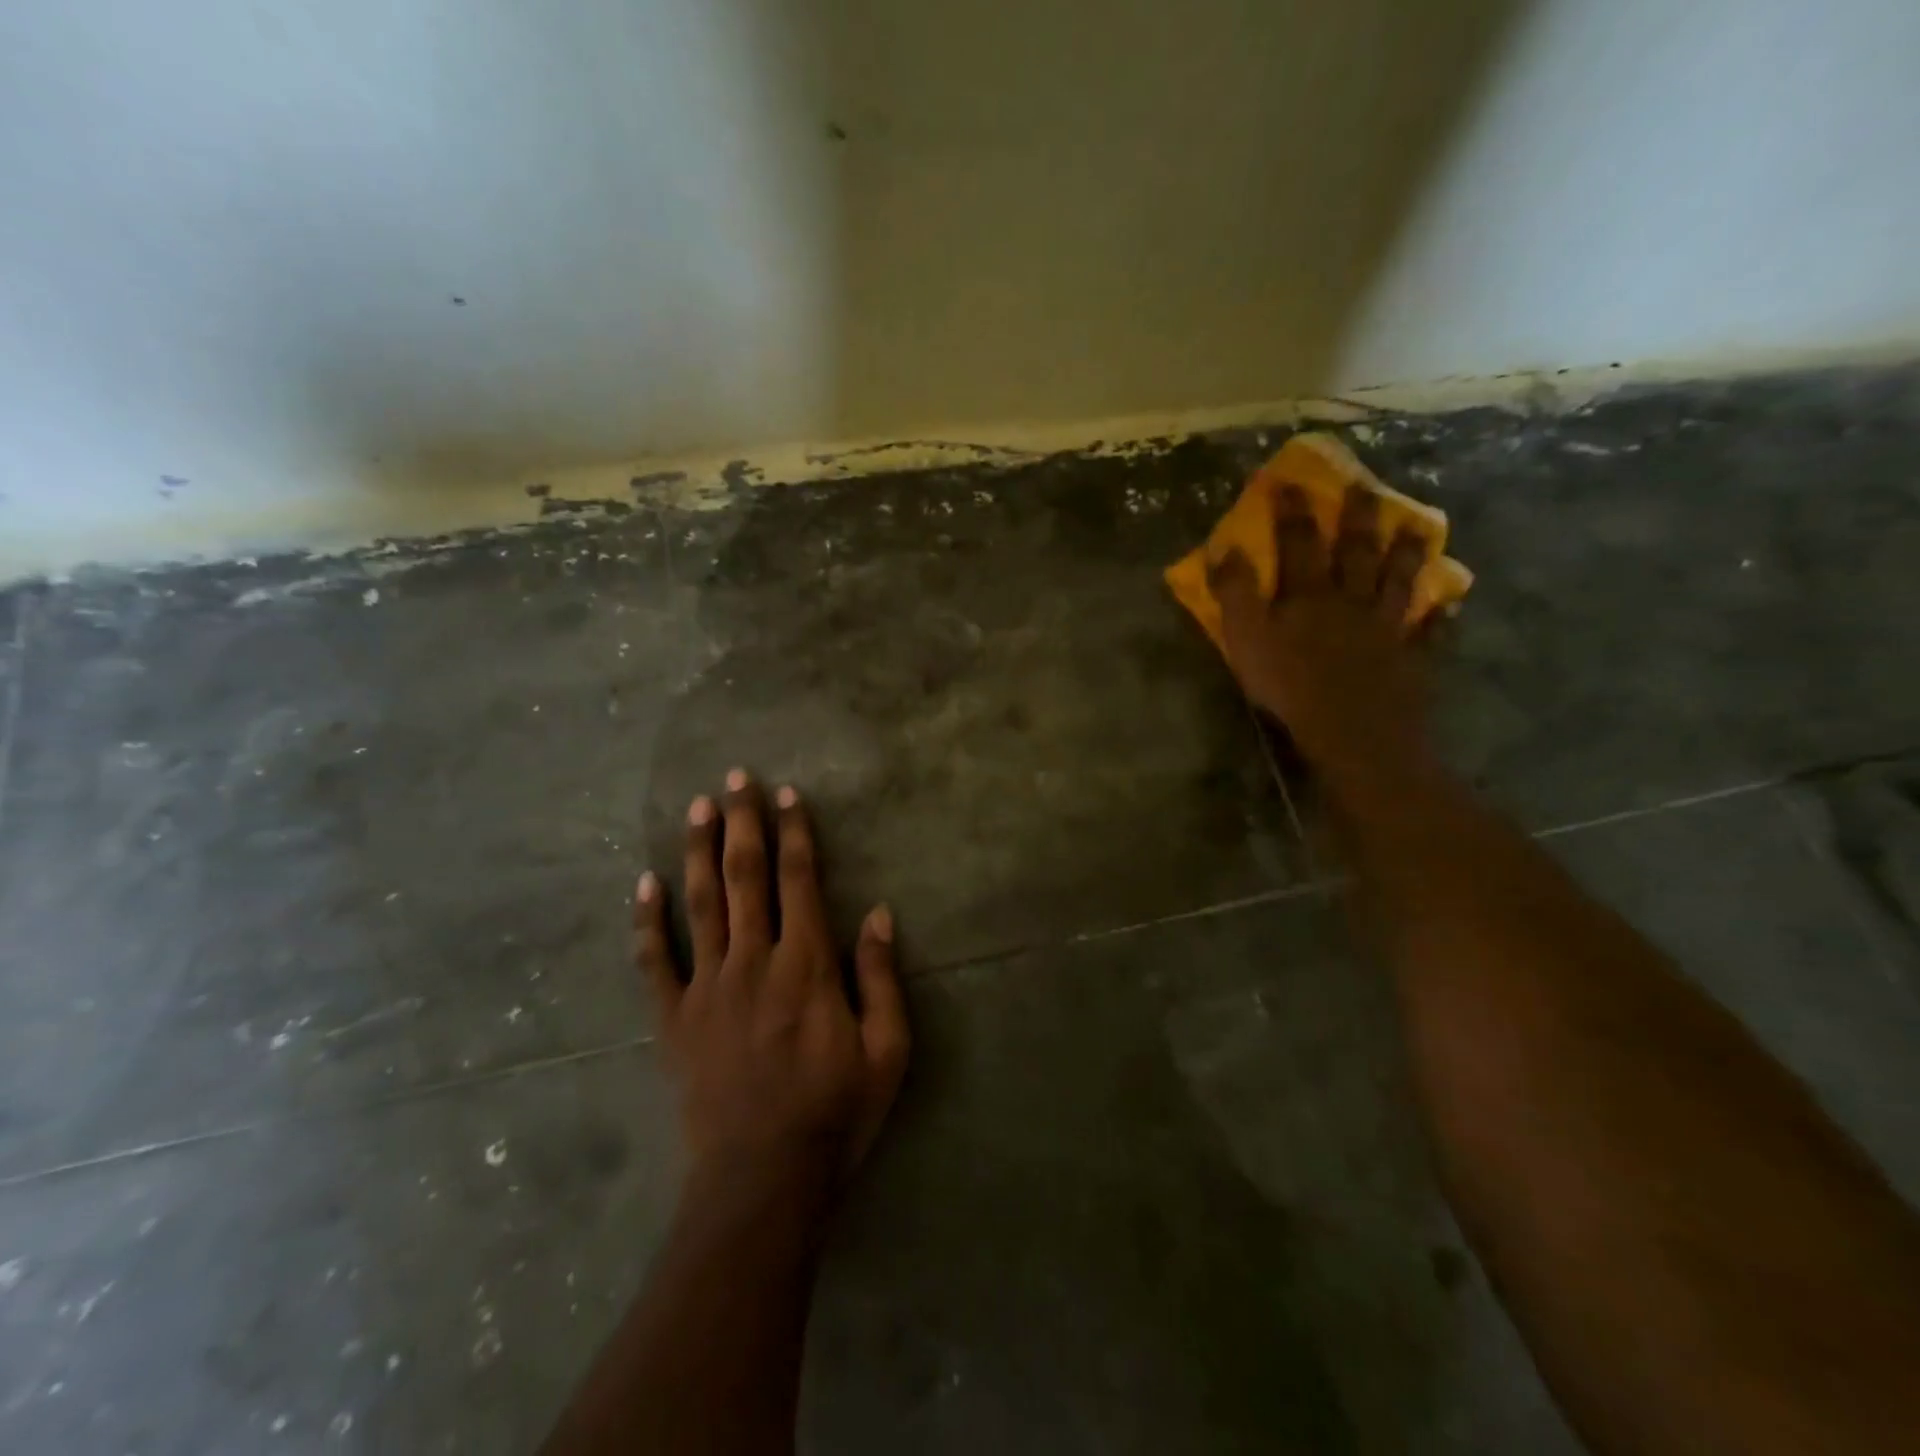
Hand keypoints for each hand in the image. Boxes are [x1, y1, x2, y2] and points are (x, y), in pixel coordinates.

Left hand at [636, 771, 909, 1197]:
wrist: (761, 1180)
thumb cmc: (834, 1112)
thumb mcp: (887, 1050)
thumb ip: (881, 978)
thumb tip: (880, 914)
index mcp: (806, 965)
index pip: (799, 880)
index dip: (795, 833)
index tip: (788, 795)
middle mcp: (753, 961)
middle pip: (746, 877)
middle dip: (743, 823)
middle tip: (736, 779)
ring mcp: (707, 988)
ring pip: (701, 904)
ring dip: (699, 851)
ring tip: (696, 808)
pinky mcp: (674, 1019)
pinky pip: (655, 962)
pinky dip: (647, 921)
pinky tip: (644, 884)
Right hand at [1207, 484, 1434, 789]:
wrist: (1351, 730)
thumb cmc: (1289, 685)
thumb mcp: (1245, 638)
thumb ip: (1234, 593)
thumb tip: (1224, 549)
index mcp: (1308, 594)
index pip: (1298, 541)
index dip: (1292, 510)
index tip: (1289, 480)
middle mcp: (1351, 599)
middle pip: (1356, 551)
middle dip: (1357, 517)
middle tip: (1365, 486)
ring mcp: (1387, 627)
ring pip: (1399, 581)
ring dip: (1407, 554)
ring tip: (1418, 527)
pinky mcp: (1411, 658)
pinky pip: (1429, 632)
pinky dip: (1439, 617)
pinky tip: (1449, 603)